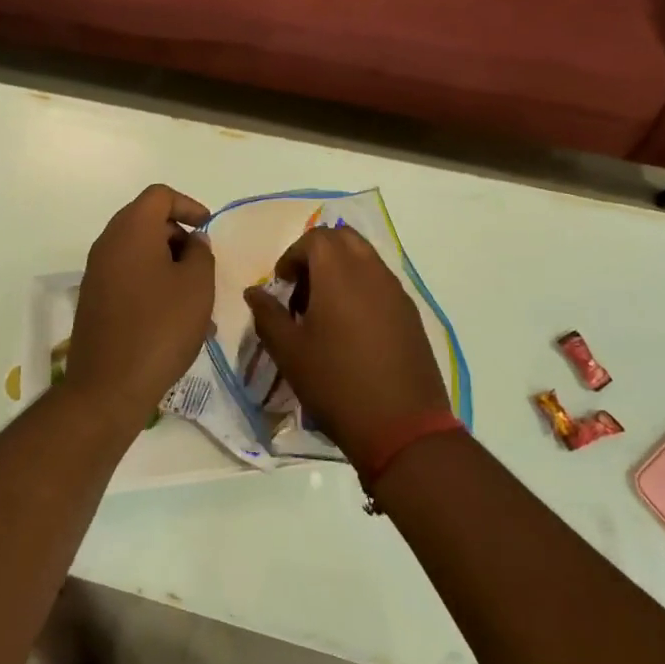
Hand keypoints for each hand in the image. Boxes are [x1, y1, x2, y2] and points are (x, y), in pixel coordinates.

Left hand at [62, 185, 215, 428]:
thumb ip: (201, 253)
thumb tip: (193, 242)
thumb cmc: (160, 327)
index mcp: (132, 229)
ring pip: (138, 252)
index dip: (188, 205)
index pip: (159, 196)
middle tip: (203, 264)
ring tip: (194, 297)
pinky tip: (173, 316)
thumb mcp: (197, 286)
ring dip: (167, 264)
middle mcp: (108, 243)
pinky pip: (127, 276)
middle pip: (146, 221)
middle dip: (178, 236)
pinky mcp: (93, 299)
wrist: (108, 386)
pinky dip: (151, 283)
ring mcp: (96, 272)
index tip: (208, 228)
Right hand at [243, 225, 449, 459]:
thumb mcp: (289, 352)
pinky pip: (381, 282)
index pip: (314, 238)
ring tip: (325, 311)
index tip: (282, 285)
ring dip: (341, 269)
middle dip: (318, 253)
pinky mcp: (410, 312)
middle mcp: (371, 270)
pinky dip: (362, 287)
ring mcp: (396, 290)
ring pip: (365, 257)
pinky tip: (352, 329)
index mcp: (339, 272)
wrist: (402, 425)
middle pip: (343, 238)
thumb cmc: (336, 383)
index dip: (292, 255)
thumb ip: (268, 315)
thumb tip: (254, 292)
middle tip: (302, 288)